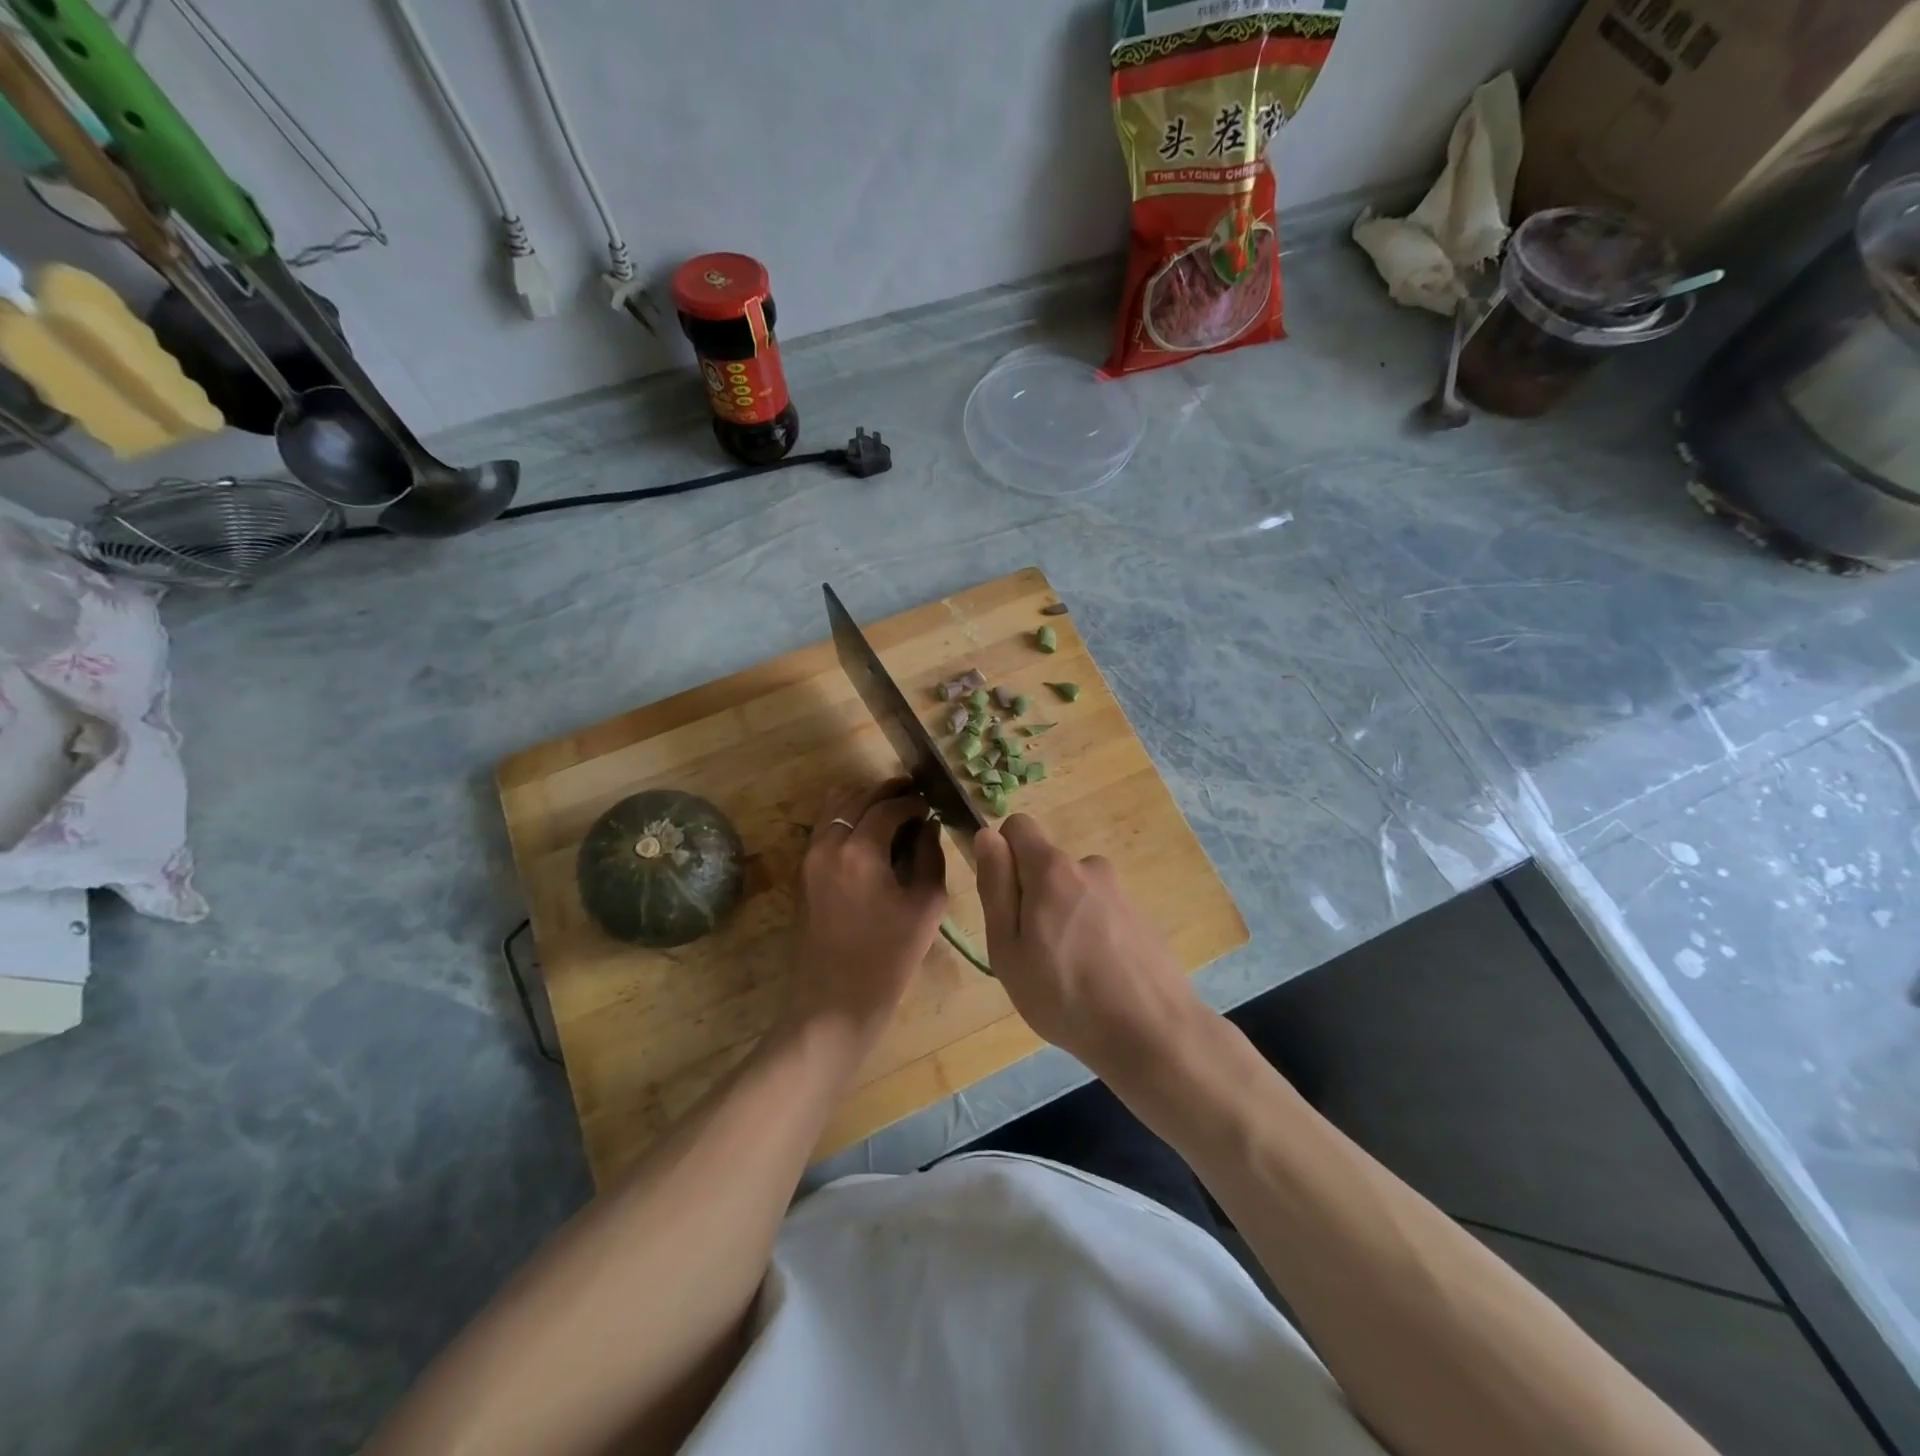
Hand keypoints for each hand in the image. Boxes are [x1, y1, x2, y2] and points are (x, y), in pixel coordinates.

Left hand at [787, 779, 946, 1045]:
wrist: (835, 1003)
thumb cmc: (888, 959)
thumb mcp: (925, 906)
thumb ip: (930, 856)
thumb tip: (929, 825)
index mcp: (859, 850)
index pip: (889, 806)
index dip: (914, 801)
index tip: (932, 805)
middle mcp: (828, 843)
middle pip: (858, 797)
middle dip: (888, 791)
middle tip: (914, 795)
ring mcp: (809, 857)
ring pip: (834, 806)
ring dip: (864, 800)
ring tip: (892, 810)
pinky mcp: (802, 872)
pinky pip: (824, 827)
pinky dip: (847, 818)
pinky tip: (869, 834)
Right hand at [974, 813, 1206, 1075]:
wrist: (1153, 1033)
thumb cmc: (1064, 994)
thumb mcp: (1008, 947)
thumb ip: (995, 886)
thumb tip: (987, 836)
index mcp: (1052, 869)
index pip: (1018, 826)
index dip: (1003, 855)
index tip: (1004, 901)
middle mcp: (1090, 867)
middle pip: (1047, 866)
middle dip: (1033, 896)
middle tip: (1033, 953)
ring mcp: (1121, 892)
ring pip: (1074, 893)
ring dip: (1064, 918)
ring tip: (1068, 972)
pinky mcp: (1142, 918)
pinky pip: (1101, 913)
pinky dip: (1092, 934)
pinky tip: (1099, 979)